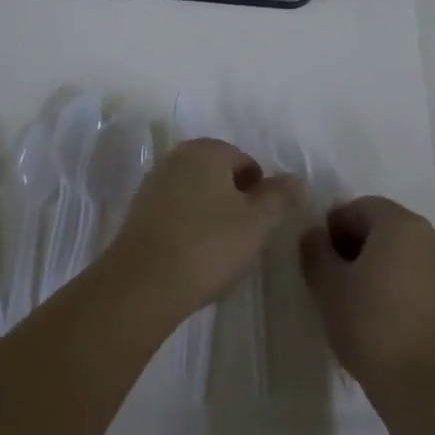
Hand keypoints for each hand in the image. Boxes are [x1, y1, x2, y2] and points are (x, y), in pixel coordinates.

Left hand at [108, 140, 302, 324]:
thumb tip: (296, 179)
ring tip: (220, 251)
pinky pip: (174, 212)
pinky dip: (188, 226)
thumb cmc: (208, 245)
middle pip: (217, 174)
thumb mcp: (257, 222)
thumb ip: (279, 197)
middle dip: (234, 200)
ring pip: (195, 193)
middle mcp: (177, 157)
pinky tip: (193, 256)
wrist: (142, 284)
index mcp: (206, 150)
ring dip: (211, 214)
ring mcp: (153, 183)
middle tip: (245, 236)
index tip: (262, 223)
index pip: (244, 160)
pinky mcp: (138, 212)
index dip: (259, 190)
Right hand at [299, 197, 434, 399]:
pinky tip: (385, 319)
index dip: (333, 229)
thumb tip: (314, 235)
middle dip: (356, 246)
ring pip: (404, 254)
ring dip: (379, 267)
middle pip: (384, 227)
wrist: (428, 388)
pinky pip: (421, 278)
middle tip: (334, 280)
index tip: (319, 259)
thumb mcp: (328, 286)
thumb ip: (315, 251)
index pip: (358, 208)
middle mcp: (430, 235)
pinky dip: (400, 287)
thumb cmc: (372, 325)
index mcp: (399, 222)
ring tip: (358, 303)